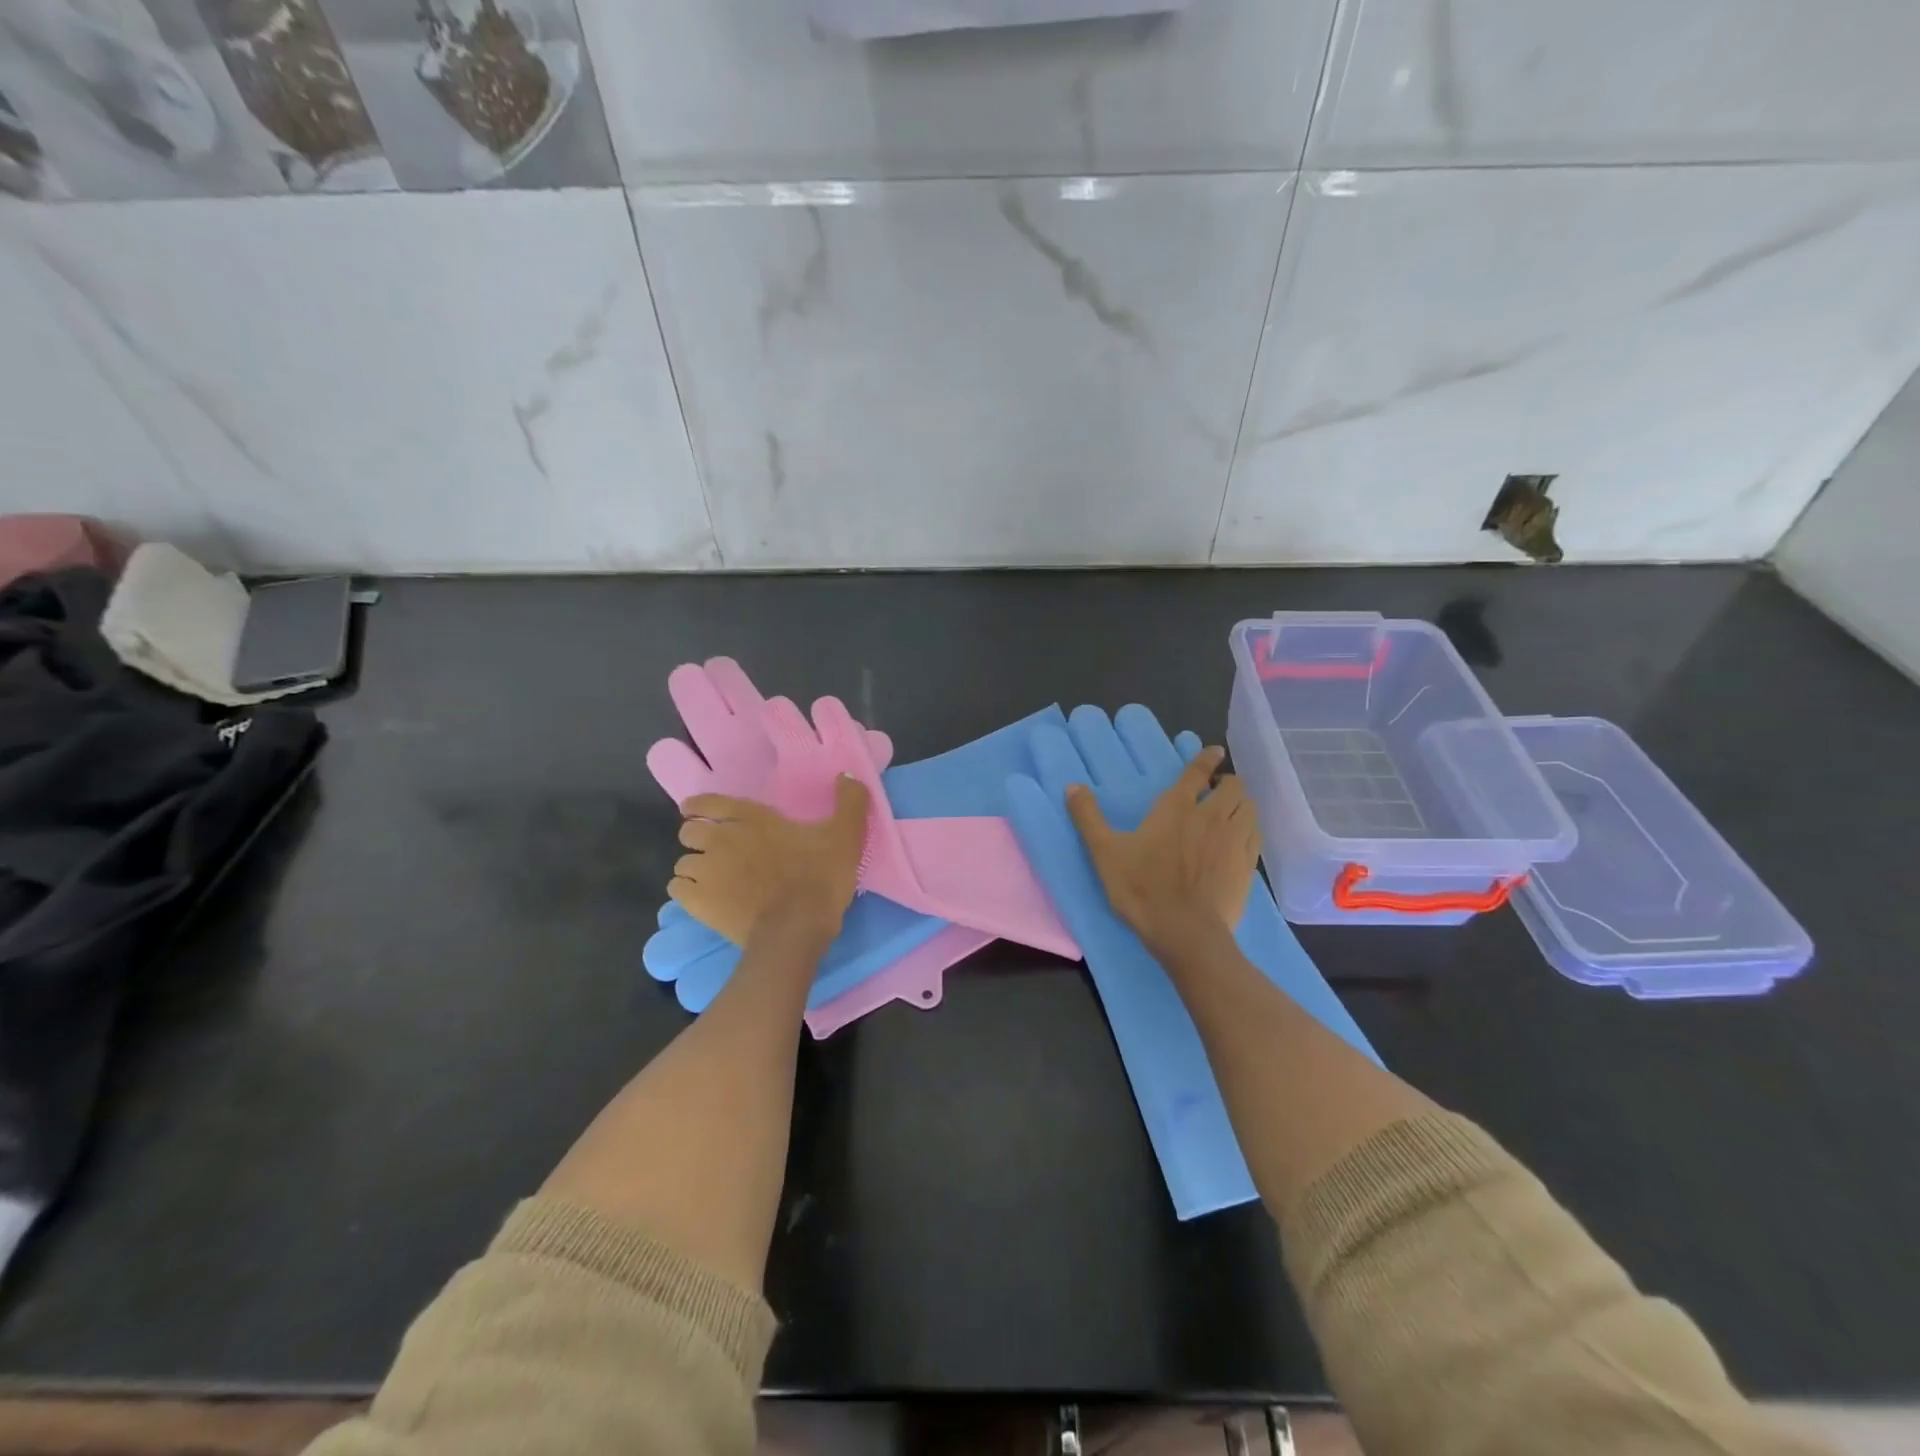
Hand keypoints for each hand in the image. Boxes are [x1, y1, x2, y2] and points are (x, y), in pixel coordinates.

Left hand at [670, 777, 869, 948]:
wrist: (796, 929)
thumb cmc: (819, 878)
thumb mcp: (846, 836)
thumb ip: (850, 802)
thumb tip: (847, 775)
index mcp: (751, 818)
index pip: (708, 802)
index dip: (699, 807)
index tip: (699, 814)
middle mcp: (721, 838)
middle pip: (688, 832)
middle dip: (698, 838)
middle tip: (717, 850)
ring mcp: (706, 871)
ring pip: (684, 862)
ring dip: (695, 867)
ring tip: (713, 879)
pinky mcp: (697, 903)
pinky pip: (677, 890)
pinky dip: (687, 891)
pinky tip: (704, 899)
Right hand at [1065, 746, 1260, 950]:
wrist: (1185, 931)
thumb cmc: (1142, 888)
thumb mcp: (1104, 852)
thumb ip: (1088, 818)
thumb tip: (1072, 786)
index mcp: (1176, 808)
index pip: (1197, 772)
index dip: (1207, 758)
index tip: (1214, 751)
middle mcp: (1211, 816)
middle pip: (1232, 786)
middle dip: (1227, 782)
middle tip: (1216, 790)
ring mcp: (1233, 841)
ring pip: (1248, 808)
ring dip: (1241, 803)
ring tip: (1230, 811)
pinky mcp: (1247, 865)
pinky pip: (1255, 835)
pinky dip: (1249, 828)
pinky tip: (1241, 838)